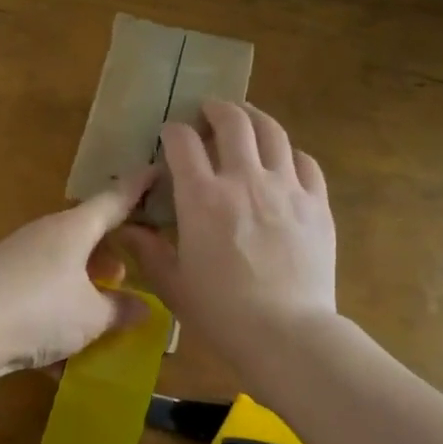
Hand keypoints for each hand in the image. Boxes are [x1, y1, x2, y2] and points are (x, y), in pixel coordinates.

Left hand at [0, 168, 158, 373]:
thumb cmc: (40, 313)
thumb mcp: (90, 317)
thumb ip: (120, 310)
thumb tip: (144, 307)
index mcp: (73, 228)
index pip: (114, 200)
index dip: (138, 187)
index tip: (157, 170)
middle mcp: (44, 232)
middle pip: (85, 231)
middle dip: (109, 250)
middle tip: (128, 272)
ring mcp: (16, 252)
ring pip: (61, 258)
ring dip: (82, 277)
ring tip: (97, 306)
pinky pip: (38, 282)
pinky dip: (56, 301)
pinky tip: (58, 339)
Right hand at [119, 101, 336, 362]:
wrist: (288, 334)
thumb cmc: (222, 312)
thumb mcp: (173, 283)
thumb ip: (148, 249)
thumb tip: (126, 228)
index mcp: (202, 198)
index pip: (183, 142)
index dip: (173, 131)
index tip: (170, 135)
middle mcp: (244, 180)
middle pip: (233, 121)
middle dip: (216, 109)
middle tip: (209, 113)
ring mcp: (286, 188)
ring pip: (272, 131)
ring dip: (255, 119)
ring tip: (246, 121)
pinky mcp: (316, 204)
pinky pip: (305, 162)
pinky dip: (290, 153)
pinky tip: (283, 162)